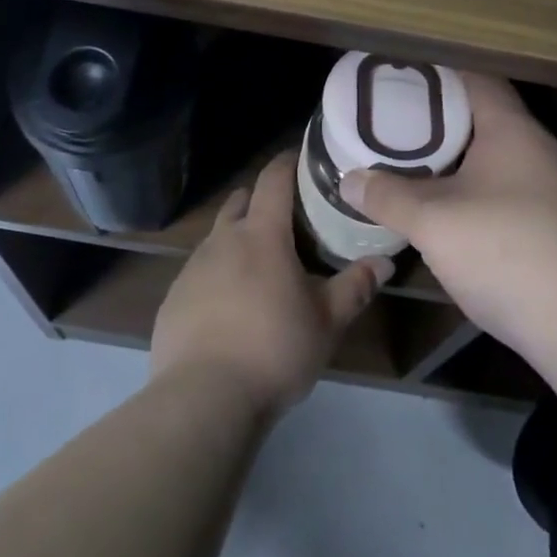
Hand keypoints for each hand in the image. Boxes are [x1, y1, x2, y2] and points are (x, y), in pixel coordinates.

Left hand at [152, 151, 391, 417]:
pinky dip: (217, 274)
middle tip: (287, 218)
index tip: (302, 158)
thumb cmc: (274, 349)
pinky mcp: (172, 298)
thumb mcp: (326, 322)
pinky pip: (199, 271)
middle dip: (261, 200)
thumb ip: (355, 287)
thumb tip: (385, 262)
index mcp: (262, 235)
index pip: (274, 179)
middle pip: (240, 201)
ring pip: (218, 237)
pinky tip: (230, 307)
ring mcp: (192, 268)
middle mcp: (223, 240)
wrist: (203, 399)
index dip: (288, 162)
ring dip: (238, 239)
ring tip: (259, 267)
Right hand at [340, 74, 556, 357]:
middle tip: (399, 127)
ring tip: (418, 167)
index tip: (403, 81)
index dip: (439, 76)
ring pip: (499, 159)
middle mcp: (539, 148)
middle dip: (442, 122)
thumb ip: (388, 196)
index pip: (476, 79)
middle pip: (486, 118)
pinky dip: (480, 191)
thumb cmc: (503, 248)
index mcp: (511, 129)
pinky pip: (511, 191)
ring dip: (461, 161)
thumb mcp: (432, 221)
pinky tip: (455, 214)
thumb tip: (349, 179)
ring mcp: (556, 188)